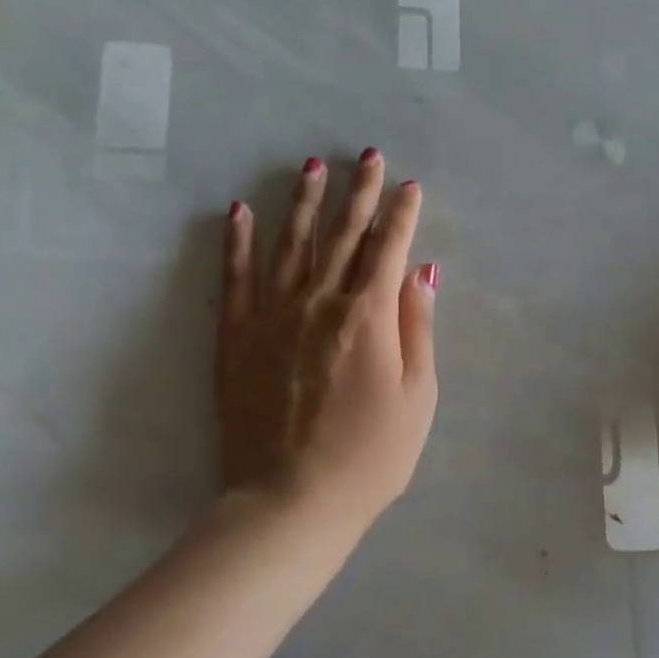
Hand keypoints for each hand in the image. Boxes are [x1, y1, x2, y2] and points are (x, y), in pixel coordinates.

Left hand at [216, 151, 439, 524]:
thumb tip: (423, 273)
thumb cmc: (370, 457)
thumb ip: (418, 329)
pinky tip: (241, 211)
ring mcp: (271, 316)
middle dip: (359, 193)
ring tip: (312, 166)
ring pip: (291, 244)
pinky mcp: (236, 337)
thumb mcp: (418, 398)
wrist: (291, 501)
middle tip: (368, 156)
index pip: (389, 249)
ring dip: (305, 202)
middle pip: (343, 235)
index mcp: (368, 317)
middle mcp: (319, 302)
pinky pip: (235, 278)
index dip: (402, 214)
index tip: (410, 186)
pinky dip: (238, 242)